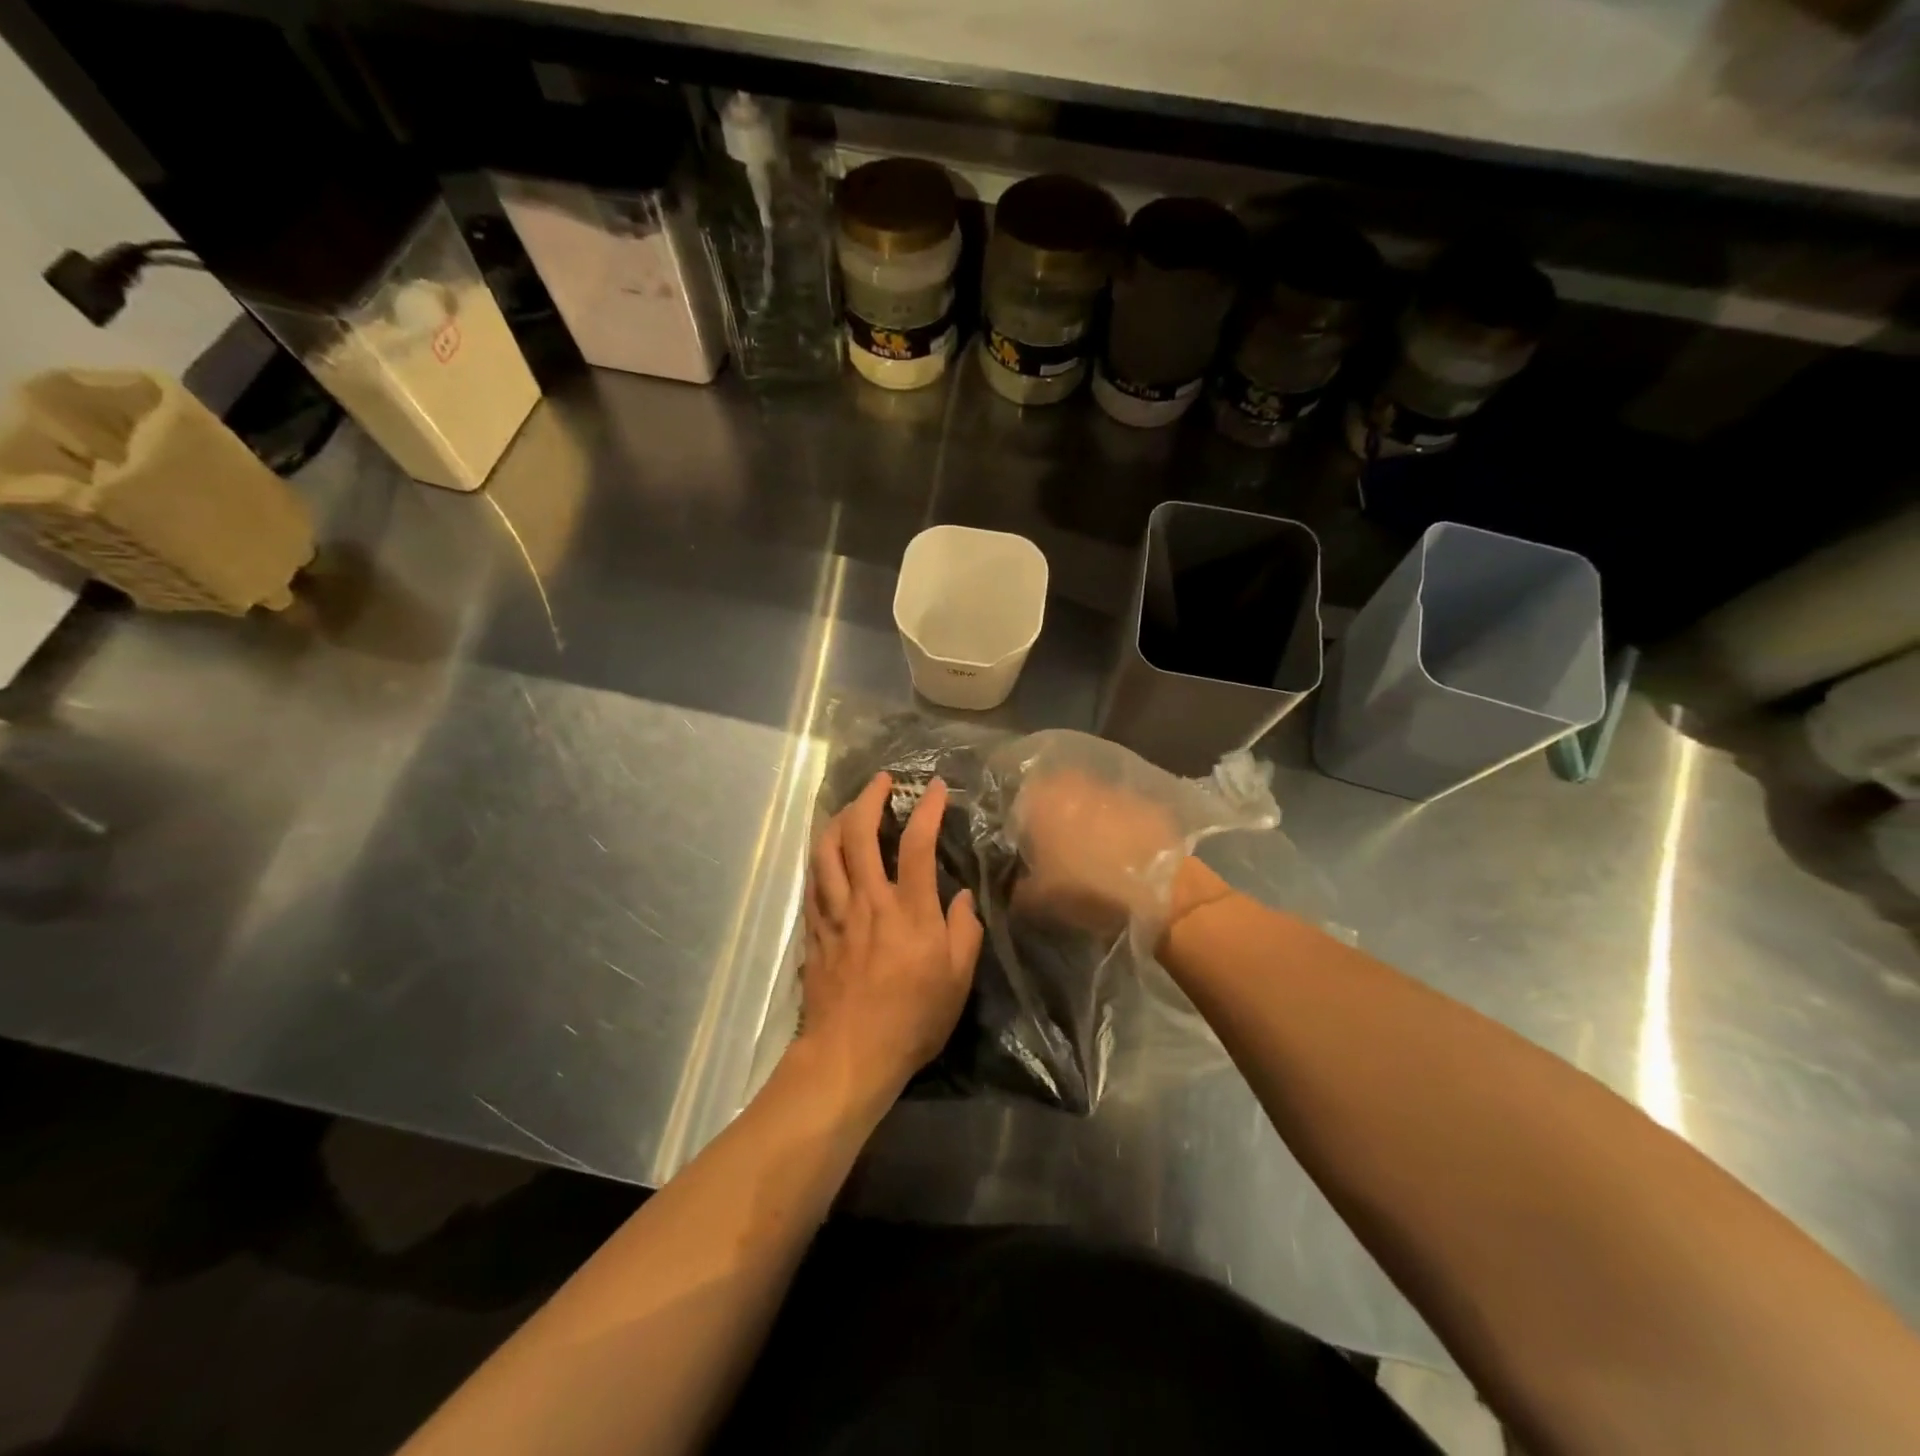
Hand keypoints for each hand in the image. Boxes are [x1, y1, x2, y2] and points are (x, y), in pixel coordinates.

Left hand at [800, 772, 982, 1098]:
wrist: (850, 1055)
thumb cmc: (912, 1019)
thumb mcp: (957, 980)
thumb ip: (964, 931)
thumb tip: (960, 896)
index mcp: (909, 911)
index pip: (917, 843)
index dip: (927, 808)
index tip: (936, 787)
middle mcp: (869, 901)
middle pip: (859, 833)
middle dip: (870, 797)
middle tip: (882, 780)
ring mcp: (836, 913)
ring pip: (826, 850)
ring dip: (838, 819)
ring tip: (851, 807)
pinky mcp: (815, 930)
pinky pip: (813, 880)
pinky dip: (820, 856)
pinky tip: (826, 851)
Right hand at [1009, 761, 1235, 950]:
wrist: (1161, 890)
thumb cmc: (1088, 889)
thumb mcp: (1038, 899)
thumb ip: (1017, 887)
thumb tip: (1013, 882)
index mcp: (1042, 801)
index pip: (1018, 801)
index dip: (1019, 823)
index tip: (1022, 845)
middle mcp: (1074, 784)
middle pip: (1053, 793)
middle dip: (1051, 814)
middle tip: (1053, 844)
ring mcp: (1112, 789)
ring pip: (1087, 798)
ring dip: (1084, 816)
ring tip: (1089, 847)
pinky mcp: (1143, 801)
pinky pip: (1119, 808)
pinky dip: (1116, 822)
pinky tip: (1119, 846)